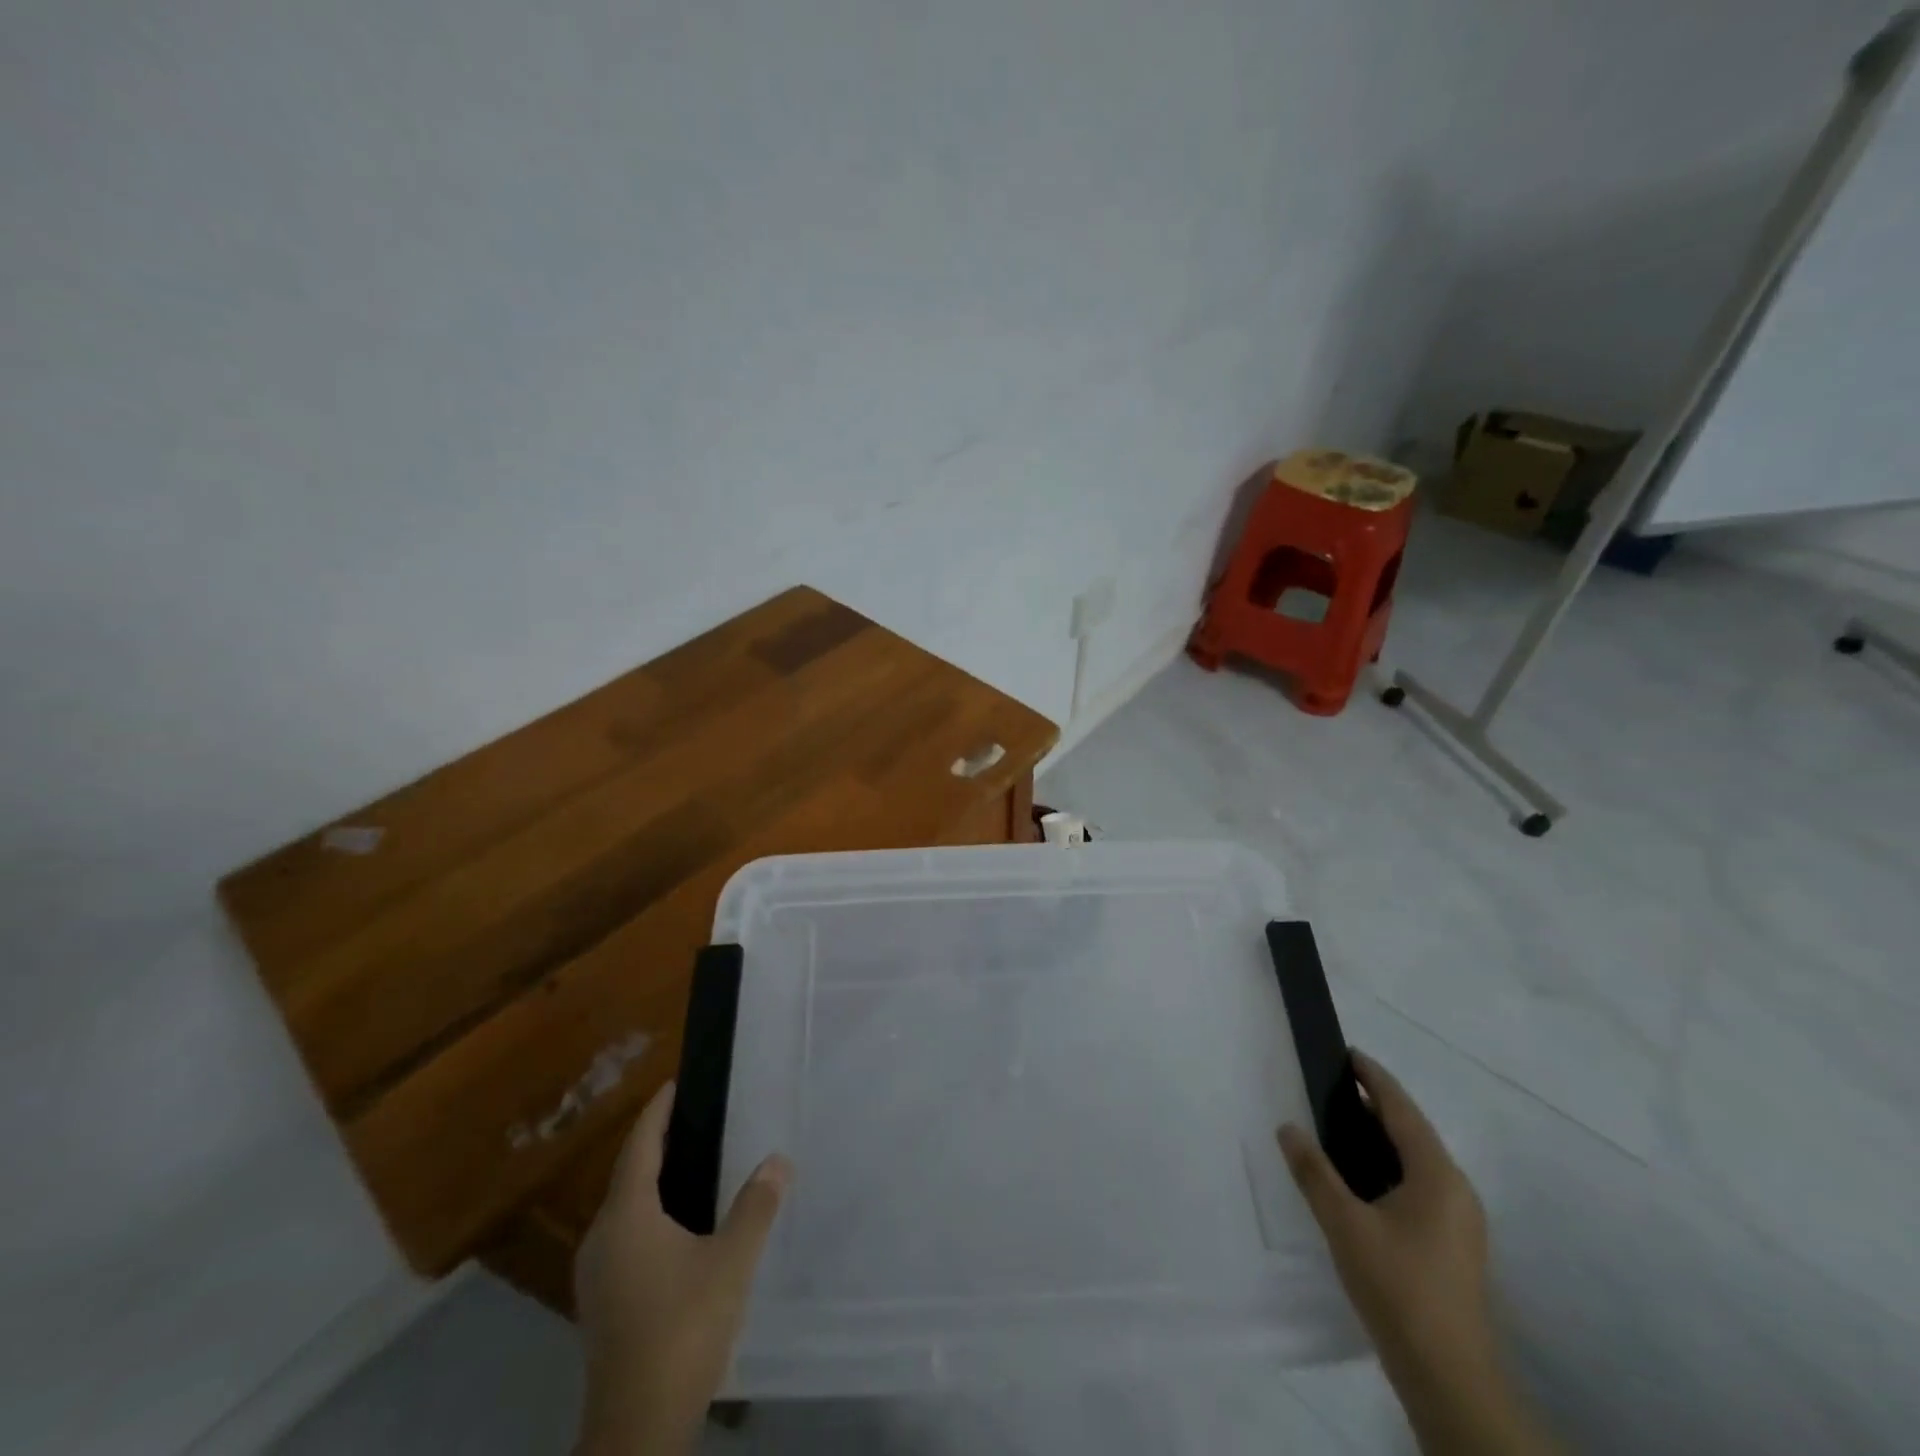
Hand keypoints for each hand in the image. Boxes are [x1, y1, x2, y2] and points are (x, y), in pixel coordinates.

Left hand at [573, 1081, 791, 1455]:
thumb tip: (778, 1160)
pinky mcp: (601, 1302)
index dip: (656, 1113)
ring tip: (691, 1164)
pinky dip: (648, 1214)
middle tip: (693, 1119)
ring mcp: (597, 1274)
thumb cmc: (682, 1328)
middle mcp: (602, 1238)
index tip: (674, 1083)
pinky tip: (678, 1226)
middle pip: (628, 1175)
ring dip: (652, 1181)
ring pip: (624, 1209)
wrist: (637, 1427)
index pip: (639, 1146)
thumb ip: (755, 1206)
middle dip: (656, 1143)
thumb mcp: (731, 1261)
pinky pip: (625, 1236)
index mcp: (626, 1217)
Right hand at [1278, 1051, 1492, 1393]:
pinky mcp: (1454, 1245)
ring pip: (1417, 1161)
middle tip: (1334, 1086)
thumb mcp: (1345, 1225)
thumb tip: (1288, 1127)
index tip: (1347, 1053)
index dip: (1374, 1078)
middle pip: (1413, 1131)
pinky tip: (1362, 1179)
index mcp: (1437, 1175)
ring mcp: (1460, 1221)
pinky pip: (1420, 1185)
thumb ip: (1314, 1172)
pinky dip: (1391, 1165)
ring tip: (1341, 1125)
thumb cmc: (1398, 1288)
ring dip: (1383, 1137)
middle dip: (1376, 1105)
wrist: (1450, 1378)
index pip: (1402, 1109)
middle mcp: (1456, 1190)